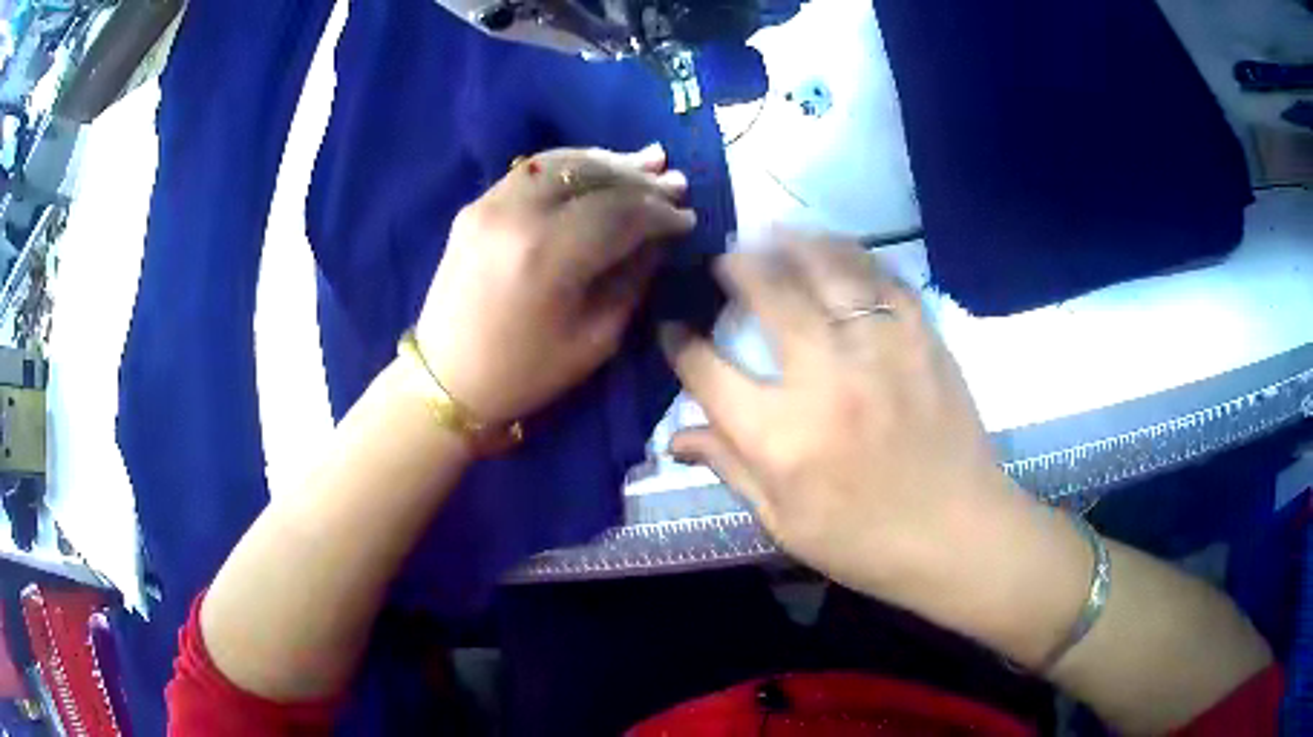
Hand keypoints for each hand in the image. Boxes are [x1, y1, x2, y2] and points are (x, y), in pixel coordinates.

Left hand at [416, 145, 695, 423]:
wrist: (447, 379)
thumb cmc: (526, 373)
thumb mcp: (596, 338)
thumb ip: (633, 277)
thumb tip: (658, 237)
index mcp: (548, 255)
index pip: (621, 212)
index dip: (660, 212)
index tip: (687, 219)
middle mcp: (517, 215)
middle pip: (592, 177)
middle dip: (640, 180)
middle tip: (676, 183)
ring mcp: (489, 203)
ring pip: (560, 161)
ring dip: (608, 162)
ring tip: (645, 163)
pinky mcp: (475, 205)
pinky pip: (531, 170)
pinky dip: (570, 164)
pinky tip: (597, 167)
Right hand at [662, 232, 1026, 611]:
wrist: (958, 535)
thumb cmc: (865, 541)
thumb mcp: (784, 522)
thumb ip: (729, 468)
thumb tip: (674, 437)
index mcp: (781, 436)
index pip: (709, 372)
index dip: (680, 344)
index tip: (672, 327)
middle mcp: (825, 380)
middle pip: (769, 296)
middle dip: (736, 267)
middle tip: (725, 257)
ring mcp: (880, 351)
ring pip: (828, 271)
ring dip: (793, 243)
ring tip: (773, 232)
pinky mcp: (922, 340)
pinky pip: (884, 280)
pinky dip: (855, 256)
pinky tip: (838, 250)